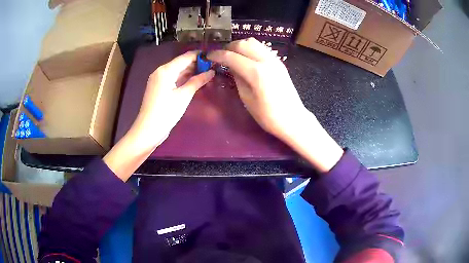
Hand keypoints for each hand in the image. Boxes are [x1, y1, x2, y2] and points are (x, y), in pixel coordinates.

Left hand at [104, 51, 213, 179]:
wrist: (148, 130)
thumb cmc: (166, 113)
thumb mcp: (184, 96)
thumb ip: (197, 81)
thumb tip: (211, 72)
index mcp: (166, 70)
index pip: (186, 57)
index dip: (200, 56)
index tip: (214, 57)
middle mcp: (160, 71)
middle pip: (181, 63)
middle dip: (196, 64)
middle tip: (213, 67)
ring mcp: (158, 79)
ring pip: (177, 71)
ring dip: (190, 71)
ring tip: (207, 73)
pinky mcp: (158, 87)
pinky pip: (173, 78)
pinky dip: (183, 78)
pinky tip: (194, 81)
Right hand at [208, 38, 305, 140]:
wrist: (293, 119)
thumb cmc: (268, 115)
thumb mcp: (247, 99)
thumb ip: (237, 78)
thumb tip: (229, 65)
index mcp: (256, 72)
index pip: (231, 56)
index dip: (217, 55)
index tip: (208, 56)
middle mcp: (266, 61)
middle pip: (243, 43)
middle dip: (228, 47)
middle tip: (221, 56)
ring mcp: (274, 59)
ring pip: (253, 42)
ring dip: (240, 46)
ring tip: (233, 56)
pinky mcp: (279, 62)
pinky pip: (261, 48)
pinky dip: (250, 49)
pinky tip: (246, 59)